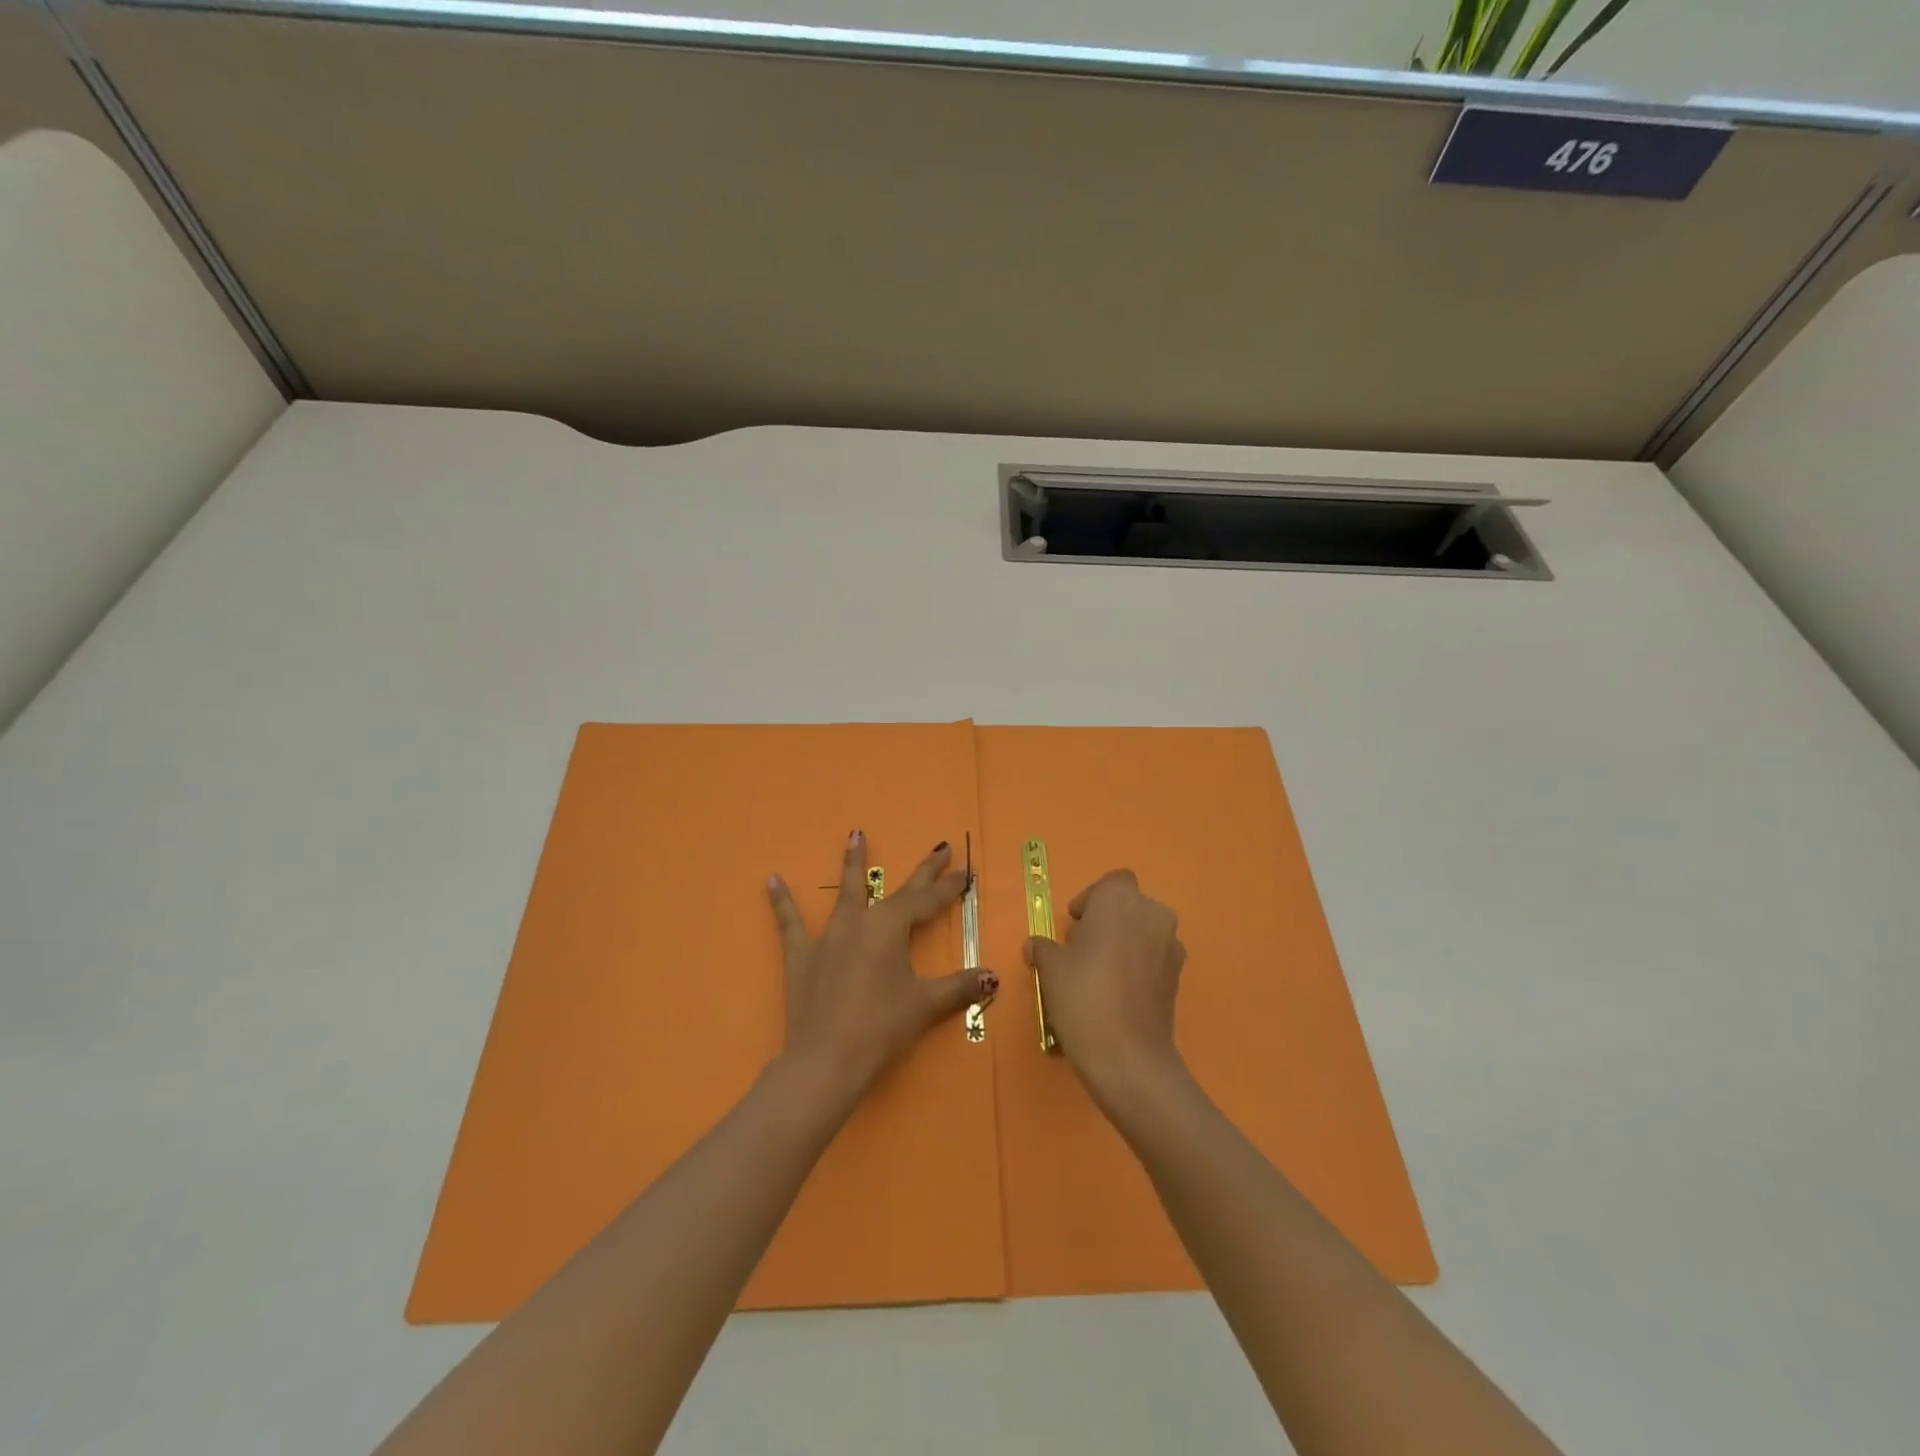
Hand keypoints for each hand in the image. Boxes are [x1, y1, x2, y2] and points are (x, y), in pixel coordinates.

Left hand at [768, 832, 995, 1102]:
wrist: (826, 1060)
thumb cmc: (881, 1029)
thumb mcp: (925, 1006)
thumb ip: (959, 987)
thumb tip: (993, 977)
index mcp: (891, 928)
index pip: (927, 901)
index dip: (949, 888)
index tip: (967, 872)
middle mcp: (861, 922)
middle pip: (896, 891)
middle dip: (923, 872)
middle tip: (941, 847)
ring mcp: (829, 936)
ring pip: (845, 893)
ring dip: (852, 864)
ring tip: (855, 835)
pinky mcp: (802, 955)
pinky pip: (790, 923)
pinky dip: (782, 902)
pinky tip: (771, 880)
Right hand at [1026, 870, 1186, 1111]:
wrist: (1127, 1055)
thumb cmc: (1083, 995)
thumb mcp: (1050, 968)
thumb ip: (1043, 949)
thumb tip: (1035, 946)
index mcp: (1120, 900)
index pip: (1111, 883)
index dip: (1092, 900)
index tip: (1074, 924)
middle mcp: (1152, 914)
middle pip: (1129, 907)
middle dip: (1108, 922)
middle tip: (1081, 950)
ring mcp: (1171, 946)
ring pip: (1143, 933)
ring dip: (1124, 944)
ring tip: (1098, 976)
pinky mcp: (1179, 978)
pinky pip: (1153, 960)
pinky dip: (1137, 968)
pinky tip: (1116, 995)